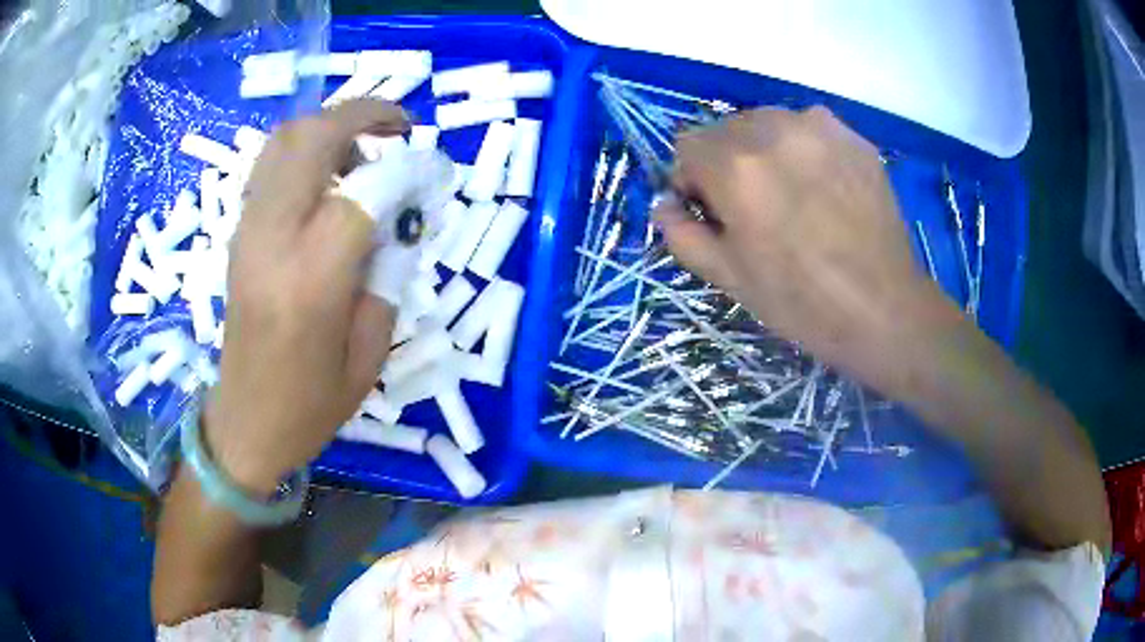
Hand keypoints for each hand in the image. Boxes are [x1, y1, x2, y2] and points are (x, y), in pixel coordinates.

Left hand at [204, 100, 408, 494]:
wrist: (244, 422)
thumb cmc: (311, 405)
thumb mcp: (370, 354)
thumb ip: (388, 275)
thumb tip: (399, 218)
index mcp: (310, 281)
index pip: (363, 191)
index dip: (408, 169)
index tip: (434, 172)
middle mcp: (271, 241)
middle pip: (312, 138)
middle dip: (363, 115)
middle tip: (401, 126)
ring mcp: (247, 231)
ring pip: (284, 140)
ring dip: (330, 126)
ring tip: (366, 149)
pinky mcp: (238, 233)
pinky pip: (270, 165)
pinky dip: (305, 149)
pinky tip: (329, 174)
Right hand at [656, 106, 941, 379]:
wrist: (884, 309)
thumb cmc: (801, 302)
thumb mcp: (728, 278)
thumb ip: (682, 234)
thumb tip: (664, 204)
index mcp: (735, 166)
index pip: (687, 144)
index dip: (693, 179)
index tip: (714, 211)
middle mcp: (773, 130)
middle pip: (727, 129)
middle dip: (728, 162)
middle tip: (755, 207)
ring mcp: (819, 128)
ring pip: (769, 123)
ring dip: (766, 151)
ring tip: (793, 195)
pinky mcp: (853, 137)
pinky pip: (810, 129)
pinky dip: (805, 150)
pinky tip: (825, 188)